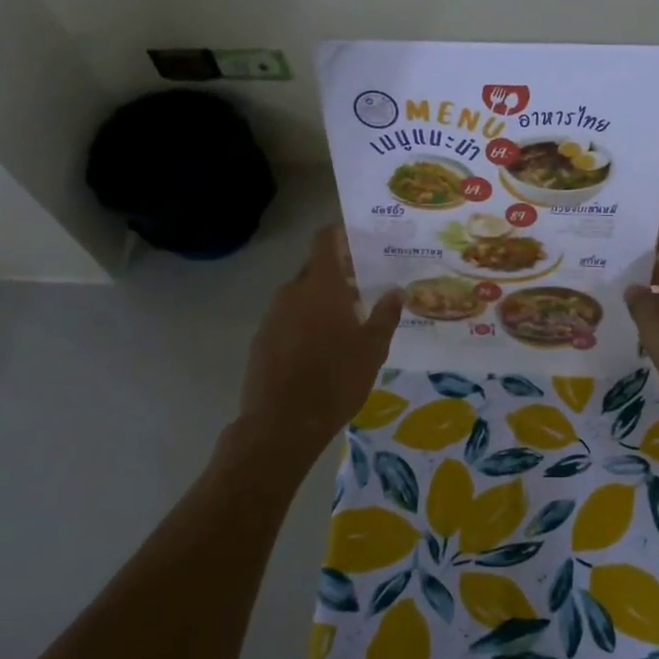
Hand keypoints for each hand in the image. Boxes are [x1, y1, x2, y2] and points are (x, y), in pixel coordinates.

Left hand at [236, 227, 402, 454]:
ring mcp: (272, 316)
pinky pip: (287, 319)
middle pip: (315, 269)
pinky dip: (304, 322)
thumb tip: (396, 291)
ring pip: (300, 296)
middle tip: (363, 288)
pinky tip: (320, 347)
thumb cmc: (336, 379)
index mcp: (321, 286)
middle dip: (337, 274)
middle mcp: (293, 292)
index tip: (359, 241)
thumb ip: (385, 315)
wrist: (282, 423)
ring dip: (321, 300)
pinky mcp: (261, 340)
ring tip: (345, 322)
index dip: (340, 235)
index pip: (324, 240)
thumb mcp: (372, 349)